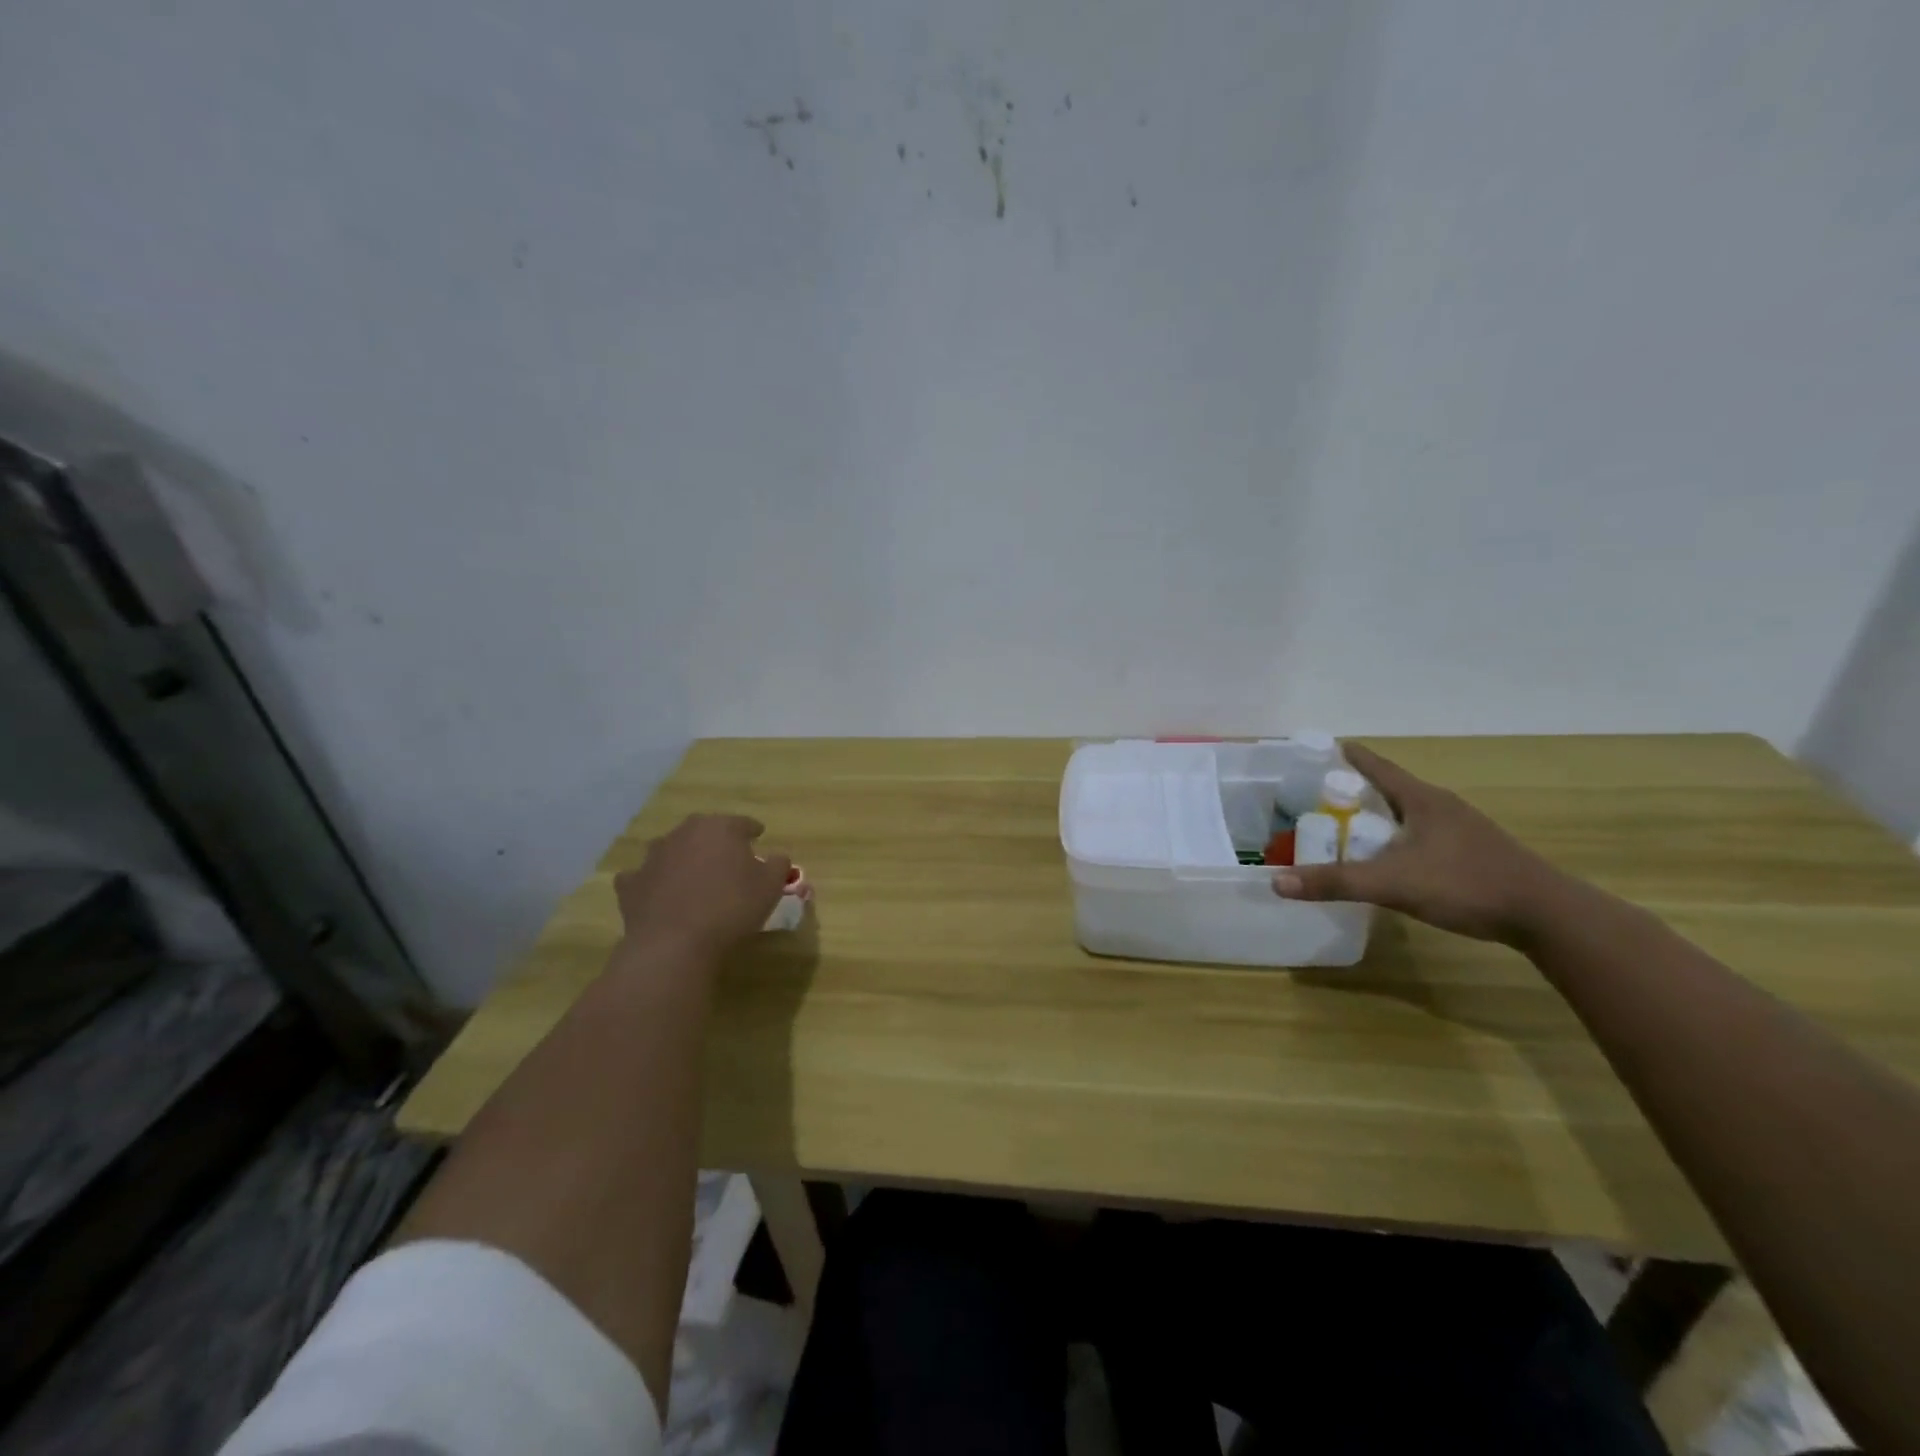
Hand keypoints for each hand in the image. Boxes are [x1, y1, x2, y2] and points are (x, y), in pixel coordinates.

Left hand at [614, 814, 790, 960]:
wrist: (674, 944)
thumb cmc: (731, 908)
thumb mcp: (770, 886)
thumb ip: (778, 864)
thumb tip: (777, 856)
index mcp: (719, 828)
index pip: (741, 823)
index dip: (752, 830)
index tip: (759, 836)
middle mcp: (683, 834)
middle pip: (704, 831)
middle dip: (716, 841)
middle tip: (728, 858)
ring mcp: (652, 857)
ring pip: (672, 849)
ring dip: (683, 858)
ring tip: (695, 877)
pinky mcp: (630, 884)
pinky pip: (644, 877)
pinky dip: (653, 882)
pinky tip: (659, 894)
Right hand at [1272, 743, 1572, 944]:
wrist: (1546, 916)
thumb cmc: (1465, 884)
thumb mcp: (1392, 883)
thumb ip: (1335, 882)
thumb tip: (1277, 881)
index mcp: (1422, 800)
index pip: (1378, 767)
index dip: (1351, 756)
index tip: (1328, 745)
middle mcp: (1442, 806)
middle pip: (1392, 789)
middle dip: (1359, 789)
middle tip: (1324, 795)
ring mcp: (1463, 830)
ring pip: (1410, 814)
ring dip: (1381, 816)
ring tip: (1351, 827)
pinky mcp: (1475, 853)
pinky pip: (1425, 835)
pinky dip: (1400, 838)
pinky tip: (1392, 859)